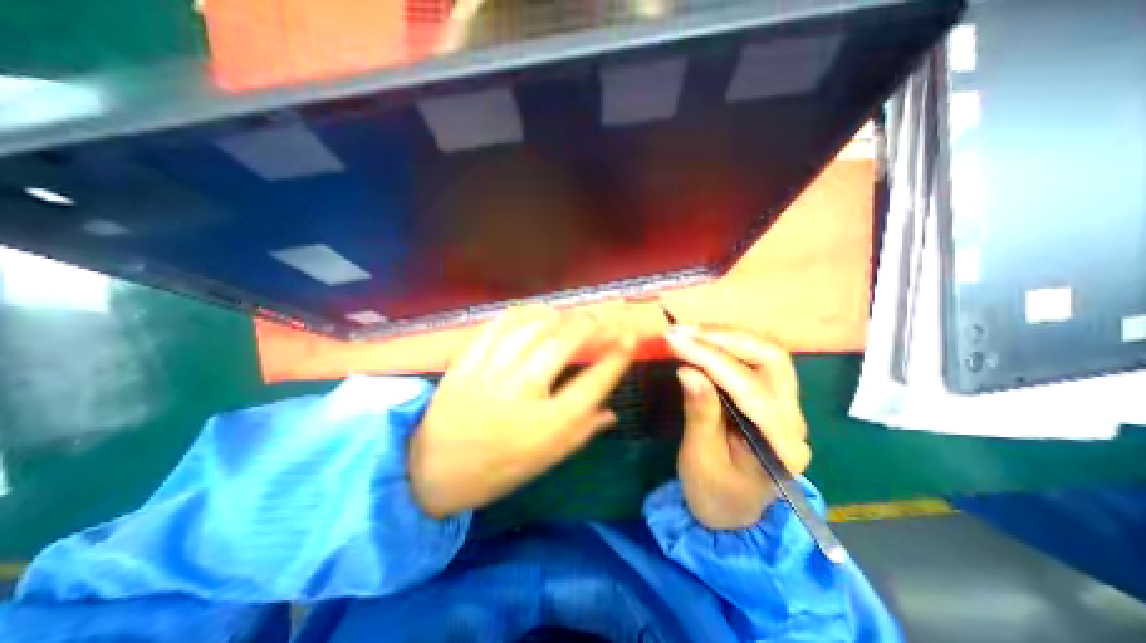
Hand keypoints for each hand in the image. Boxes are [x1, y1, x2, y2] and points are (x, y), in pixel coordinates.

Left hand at [409, 303, 634, 517]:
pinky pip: (499, 325)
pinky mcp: (467, 361)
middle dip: (591, 326)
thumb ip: (582, 432)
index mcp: (545, 426)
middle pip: (563, 345)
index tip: (631, 338)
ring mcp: (490, 373)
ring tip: (574, 318)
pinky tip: (539, 314)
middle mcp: (520, 393)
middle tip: (605, 322)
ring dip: (560, 316)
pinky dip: (524, 313)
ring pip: (533, 328)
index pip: (593, 383)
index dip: (617, 356)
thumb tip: (612, 412)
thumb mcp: (545, 461)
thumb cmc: (495, 471)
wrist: (430, 472)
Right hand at [659, 324, 808, 529]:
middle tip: (684, 331)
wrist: (731, 511)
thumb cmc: (713, 493)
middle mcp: (793, 420)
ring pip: (766, 353)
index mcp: (780, 445)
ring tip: (689, 331)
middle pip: (772, 359)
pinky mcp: (771, 398)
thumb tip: (688, 370)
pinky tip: (702, 340)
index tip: (675, 340)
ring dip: (726, 336)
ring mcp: (786, 406)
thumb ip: (699, 413)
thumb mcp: (699, 458)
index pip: (749, 388)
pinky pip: (754, 360)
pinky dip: (726, 344)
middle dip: (725, 338)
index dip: (710, 359)